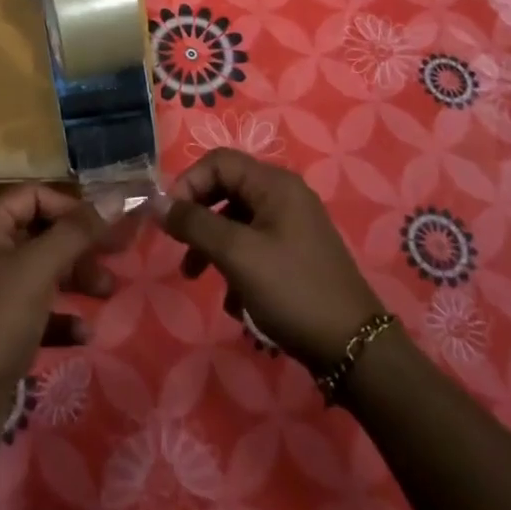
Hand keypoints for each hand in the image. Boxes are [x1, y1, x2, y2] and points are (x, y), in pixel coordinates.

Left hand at [0, 185, 118, 451]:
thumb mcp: (39, 269)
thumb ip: (78, 232)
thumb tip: (117, 197)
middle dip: (79, 246)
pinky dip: (60, 317)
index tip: (104, 227)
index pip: (34, 197)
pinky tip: (83, 334)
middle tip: (116, 259)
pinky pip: (37, 310)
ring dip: (76, 279)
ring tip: (107, 293)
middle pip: (41, 233)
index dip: (71, 207)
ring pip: (43, 272)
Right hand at [159, 149, 383, 370]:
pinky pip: (254, 246)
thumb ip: (194, 224)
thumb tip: (157, 204)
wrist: (353, 347)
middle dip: (198, 218)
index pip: (218, 162)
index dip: (188, 183)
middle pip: (226, 189)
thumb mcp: (236, 254)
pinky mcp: (295, 255)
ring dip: (212, 246)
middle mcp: (284, 196)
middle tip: (179, 247)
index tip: (170, 219)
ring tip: (195, 277)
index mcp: (274, 184)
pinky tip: (235, 301)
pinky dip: (236, 266)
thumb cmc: (292, 289)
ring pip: (237, 221)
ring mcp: (292, 226)